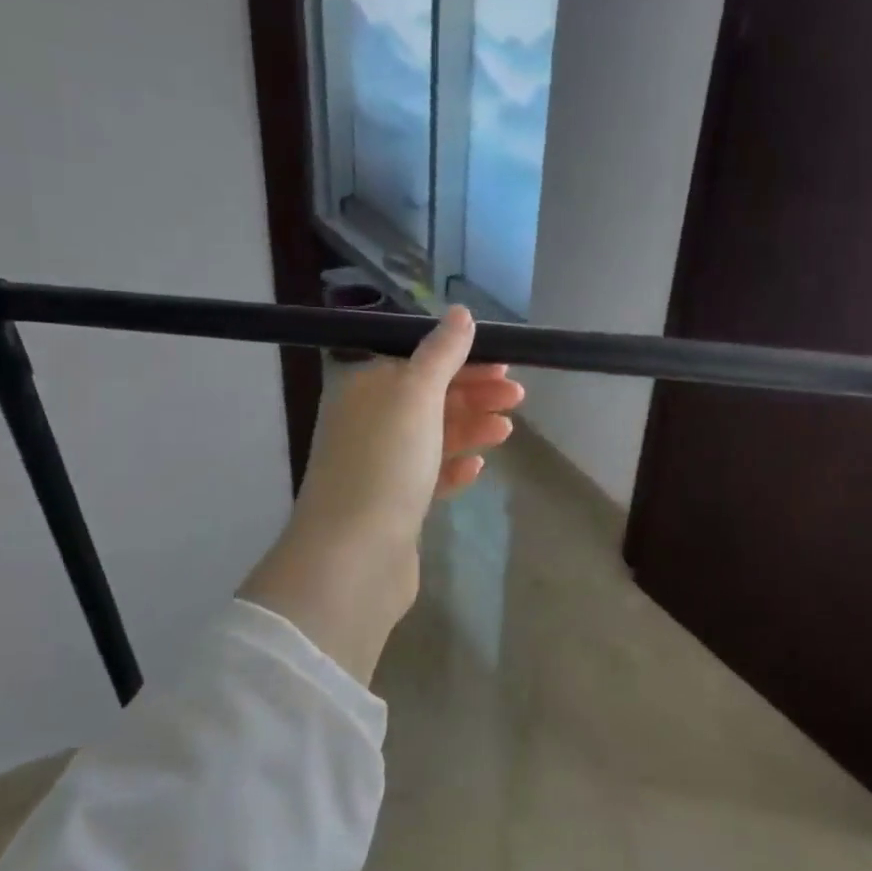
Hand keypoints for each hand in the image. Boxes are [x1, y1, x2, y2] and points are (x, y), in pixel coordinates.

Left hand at [240, 306, 522, 683]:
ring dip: (470, 427)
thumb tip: (460, 313)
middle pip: (427, 398)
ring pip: (432, 437)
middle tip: (517, 394)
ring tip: (507, 429)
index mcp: (364, 388)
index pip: (417, 360)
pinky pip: (427, 476)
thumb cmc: (385, 463)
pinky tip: (477, 467)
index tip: (504, 362)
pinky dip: (453, 467)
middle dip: (473, 393)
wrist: (354, 557)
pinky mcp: (392, 505)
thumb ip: (441, 353)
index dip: (462, 359)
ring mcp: (378, 466)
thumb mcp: (415, 395)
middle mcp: (366, 423)